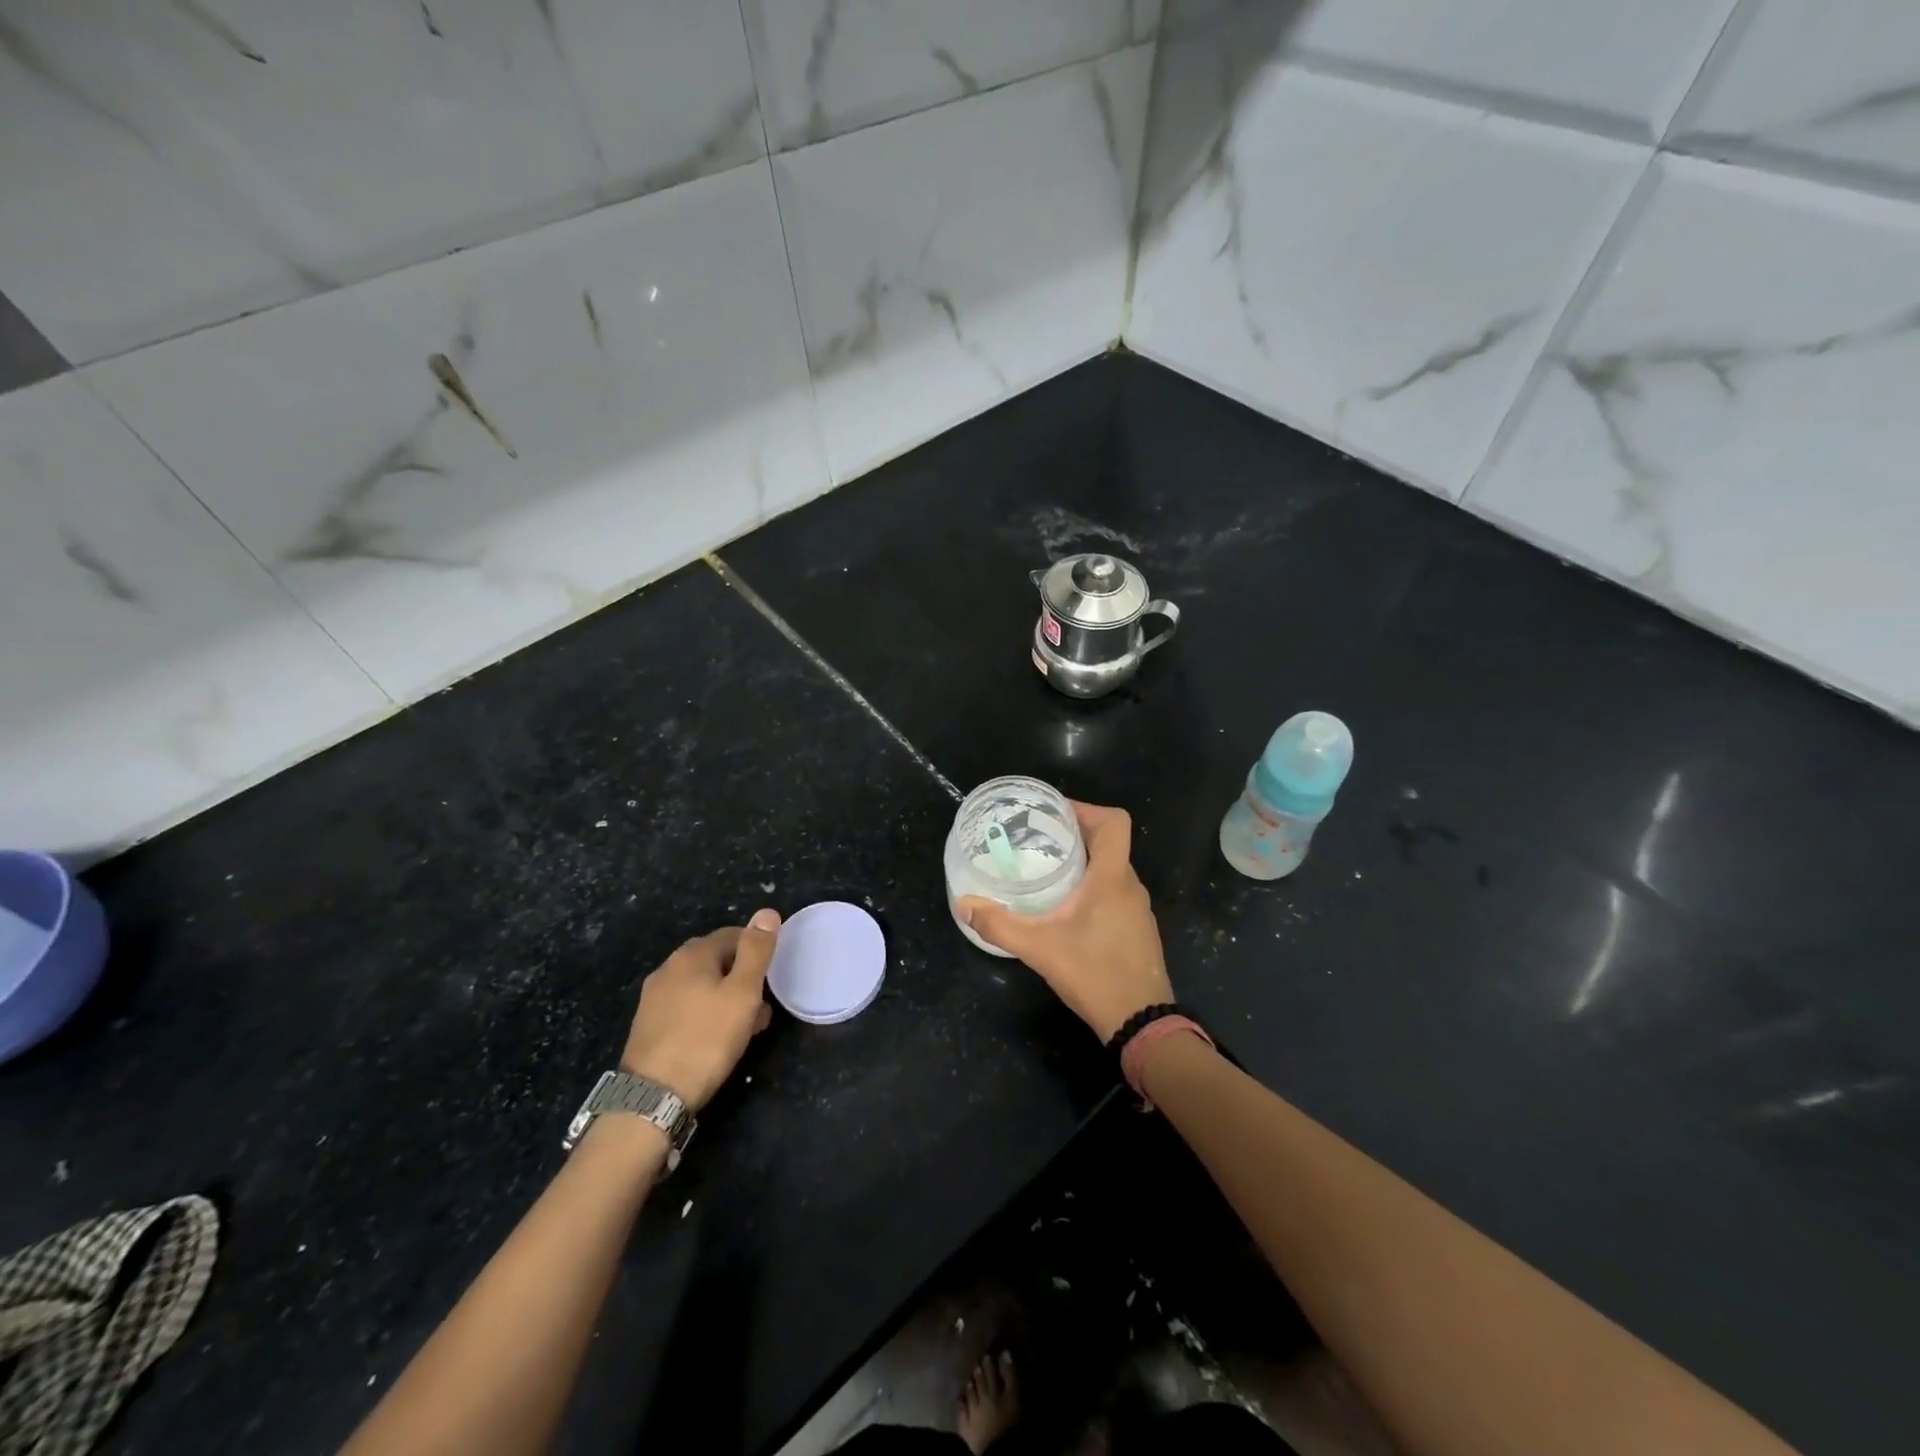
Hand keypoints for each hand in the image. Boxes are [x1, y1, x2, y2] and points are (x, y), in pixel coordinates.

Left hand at [621, 909, 778, 1110]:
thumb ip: (756, 951)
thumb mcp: (743, 993)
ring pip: (702, 985)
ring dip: (726, 998)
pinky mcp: (648, 1024)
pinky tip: (715, 1039)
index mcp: (692, 954)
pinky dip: (705, 1014)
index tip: (771, 980)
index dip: (757, 953)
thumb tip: (766, 912)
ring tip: (744, 1028)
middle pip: (716, 960)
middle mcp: (669, 967)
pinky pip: (686, 1006)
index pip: (734, 935)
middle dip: (742, 978)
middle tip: (761, 1007)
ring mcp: (654, 996)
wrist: (653, 1097)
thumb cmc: (707, 1039)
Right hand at [957, 803, 1171, 1041]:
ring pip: (1113, 869)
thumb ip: (999, 924)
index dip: (1086, 809)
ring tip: (1048, 870)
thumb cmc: (1093, 973)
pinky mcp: (1138, 929)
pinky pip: (1117, 892)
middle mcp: (1130, 885)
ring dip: (1085, 863)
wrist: (1140, 1022)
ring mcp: (1138, 909)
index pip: (1114, 822)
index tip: (1054, 815)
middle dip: (1076, 834)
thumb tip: (963, 904)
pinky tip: (1068, 907)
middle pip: (1110, 842)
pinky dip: (1094, 887)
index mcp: (1112, 877)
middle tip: (1039, 839)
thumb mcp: (1038, 947)